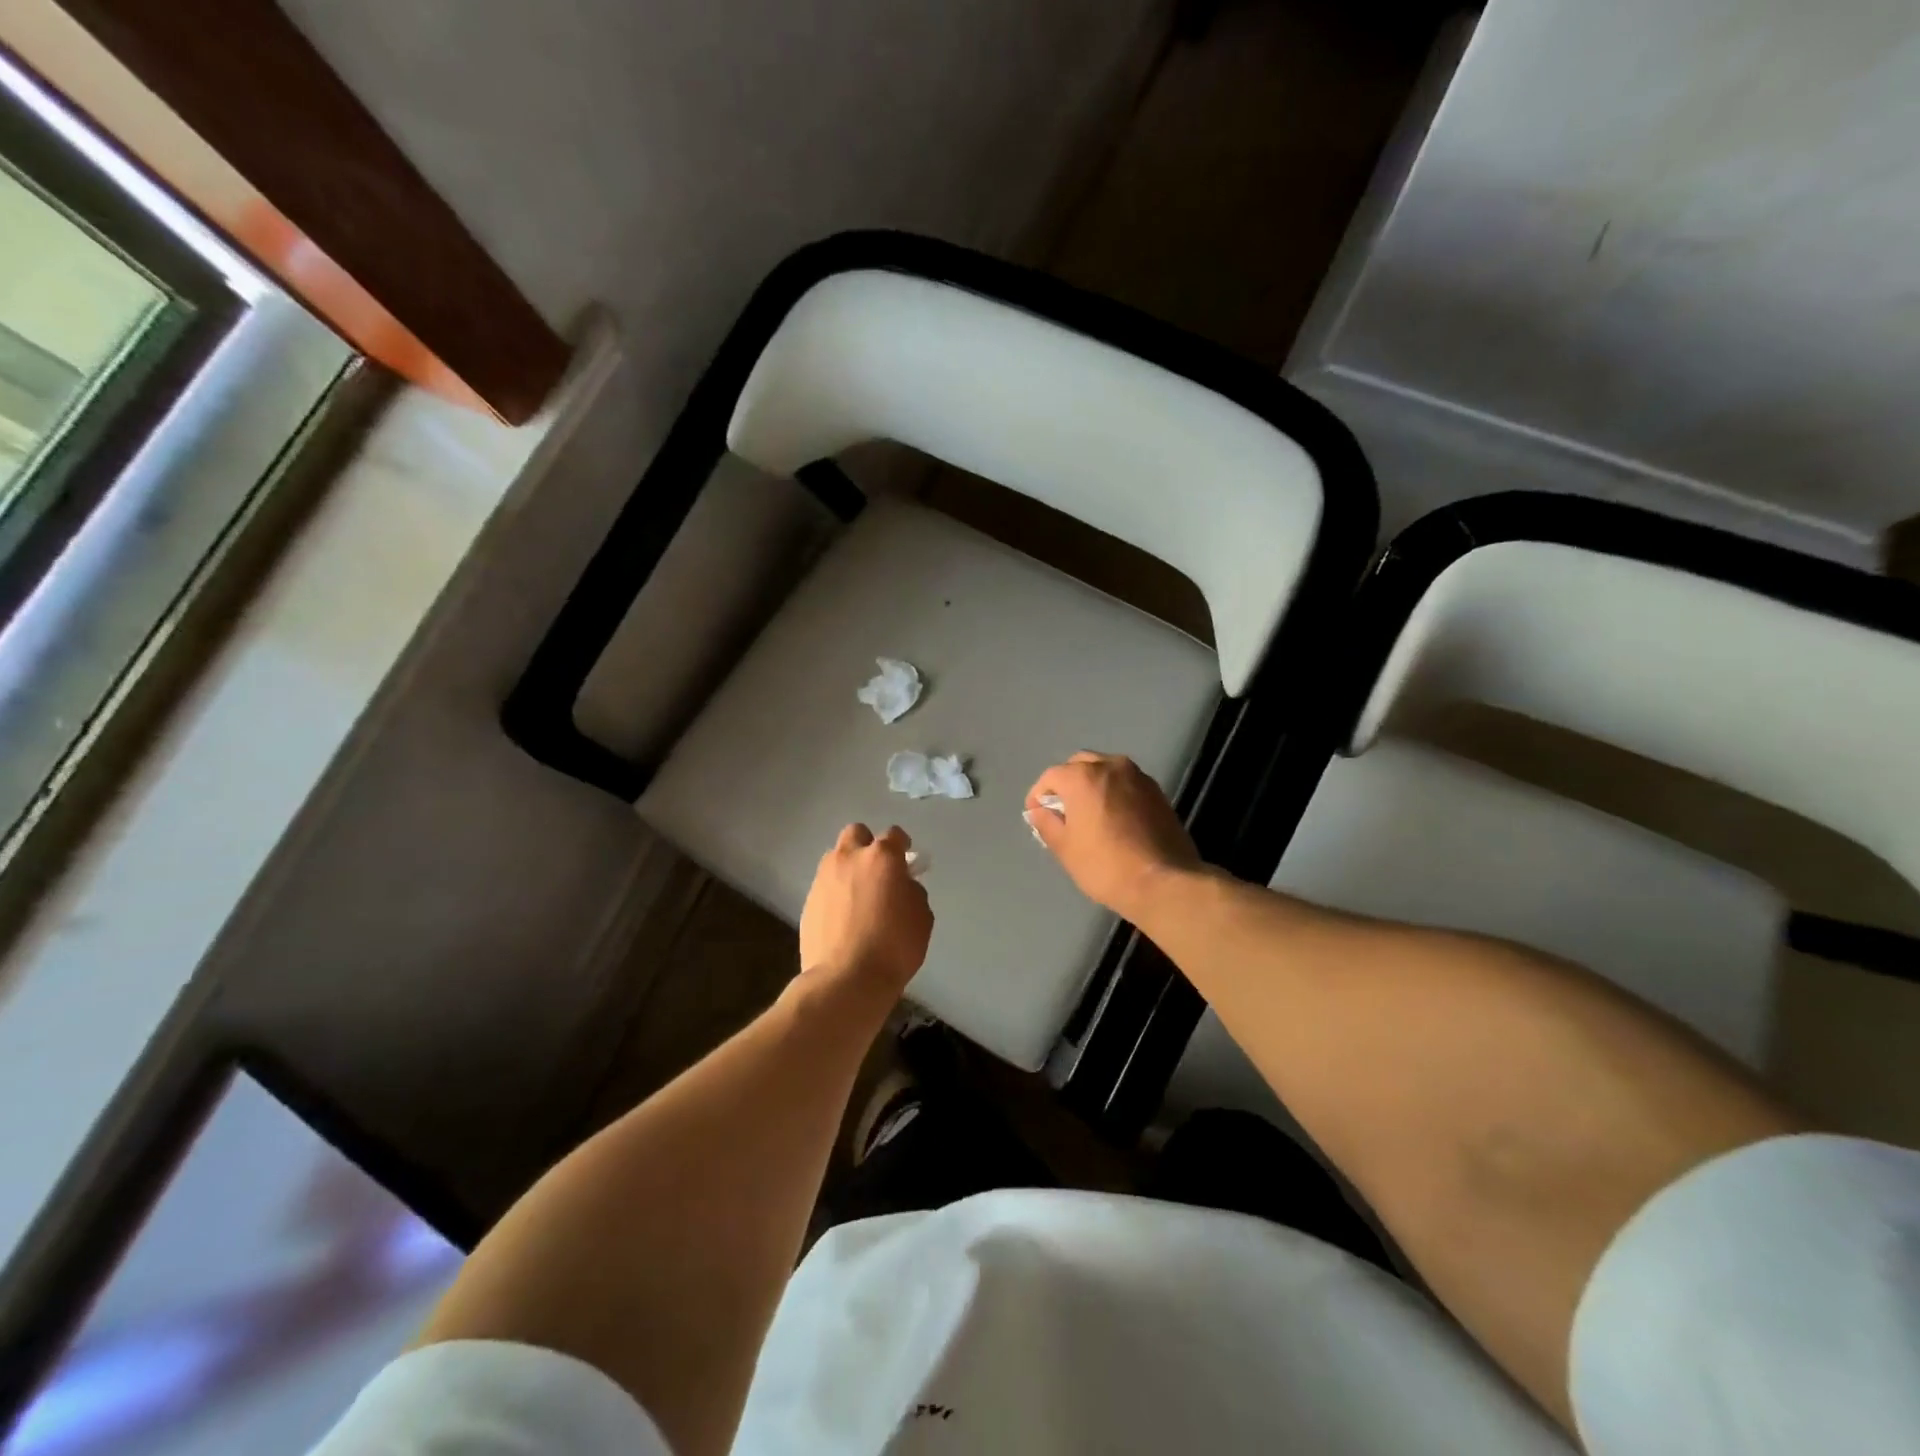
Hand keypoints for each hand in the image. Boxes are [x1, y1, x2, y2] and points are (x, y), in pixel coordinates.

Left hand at [799, 824, 933, 996]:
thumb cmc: (893, 947)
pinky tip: (843, 917)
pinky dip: (835, 893)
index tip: (906, 859)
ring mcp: (824, 878)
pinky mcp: (808, 901)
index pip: (894, 835)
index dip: (902, 845)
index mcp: (881, 857)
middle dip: (867, 845)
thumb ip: (912, 892)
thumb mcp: (921, 918)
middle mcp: (849, 858)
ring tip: (858, 894)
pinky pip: (825, 886)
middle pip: (856, 833)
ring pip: (836, 858)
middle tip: (877, 869)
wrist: (846, 979)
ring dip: (848, 867)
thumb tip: (902, 886)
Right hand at [1025, 752, 1200, 918]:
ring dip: (1092, 784)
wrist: (1164, 882)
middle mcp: (1111, 766)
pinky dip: (1114, 792)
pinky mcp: (1158, 791)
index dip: (1038, 795)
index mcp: (1083, 776)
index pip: (1051, 776)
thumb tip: (1039, 811)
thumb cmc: (1105, 865)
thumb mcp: (1066, 849)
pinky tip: (1114, 818)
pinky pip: (1126, 783)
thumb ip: (1047, 824)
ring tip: (1088, 813)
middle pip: (1080, 764)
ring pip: (1106, 770)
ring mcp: (1138, 776)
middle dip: (1067, 783)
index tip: (1036, 815)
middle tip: (1062, 811)